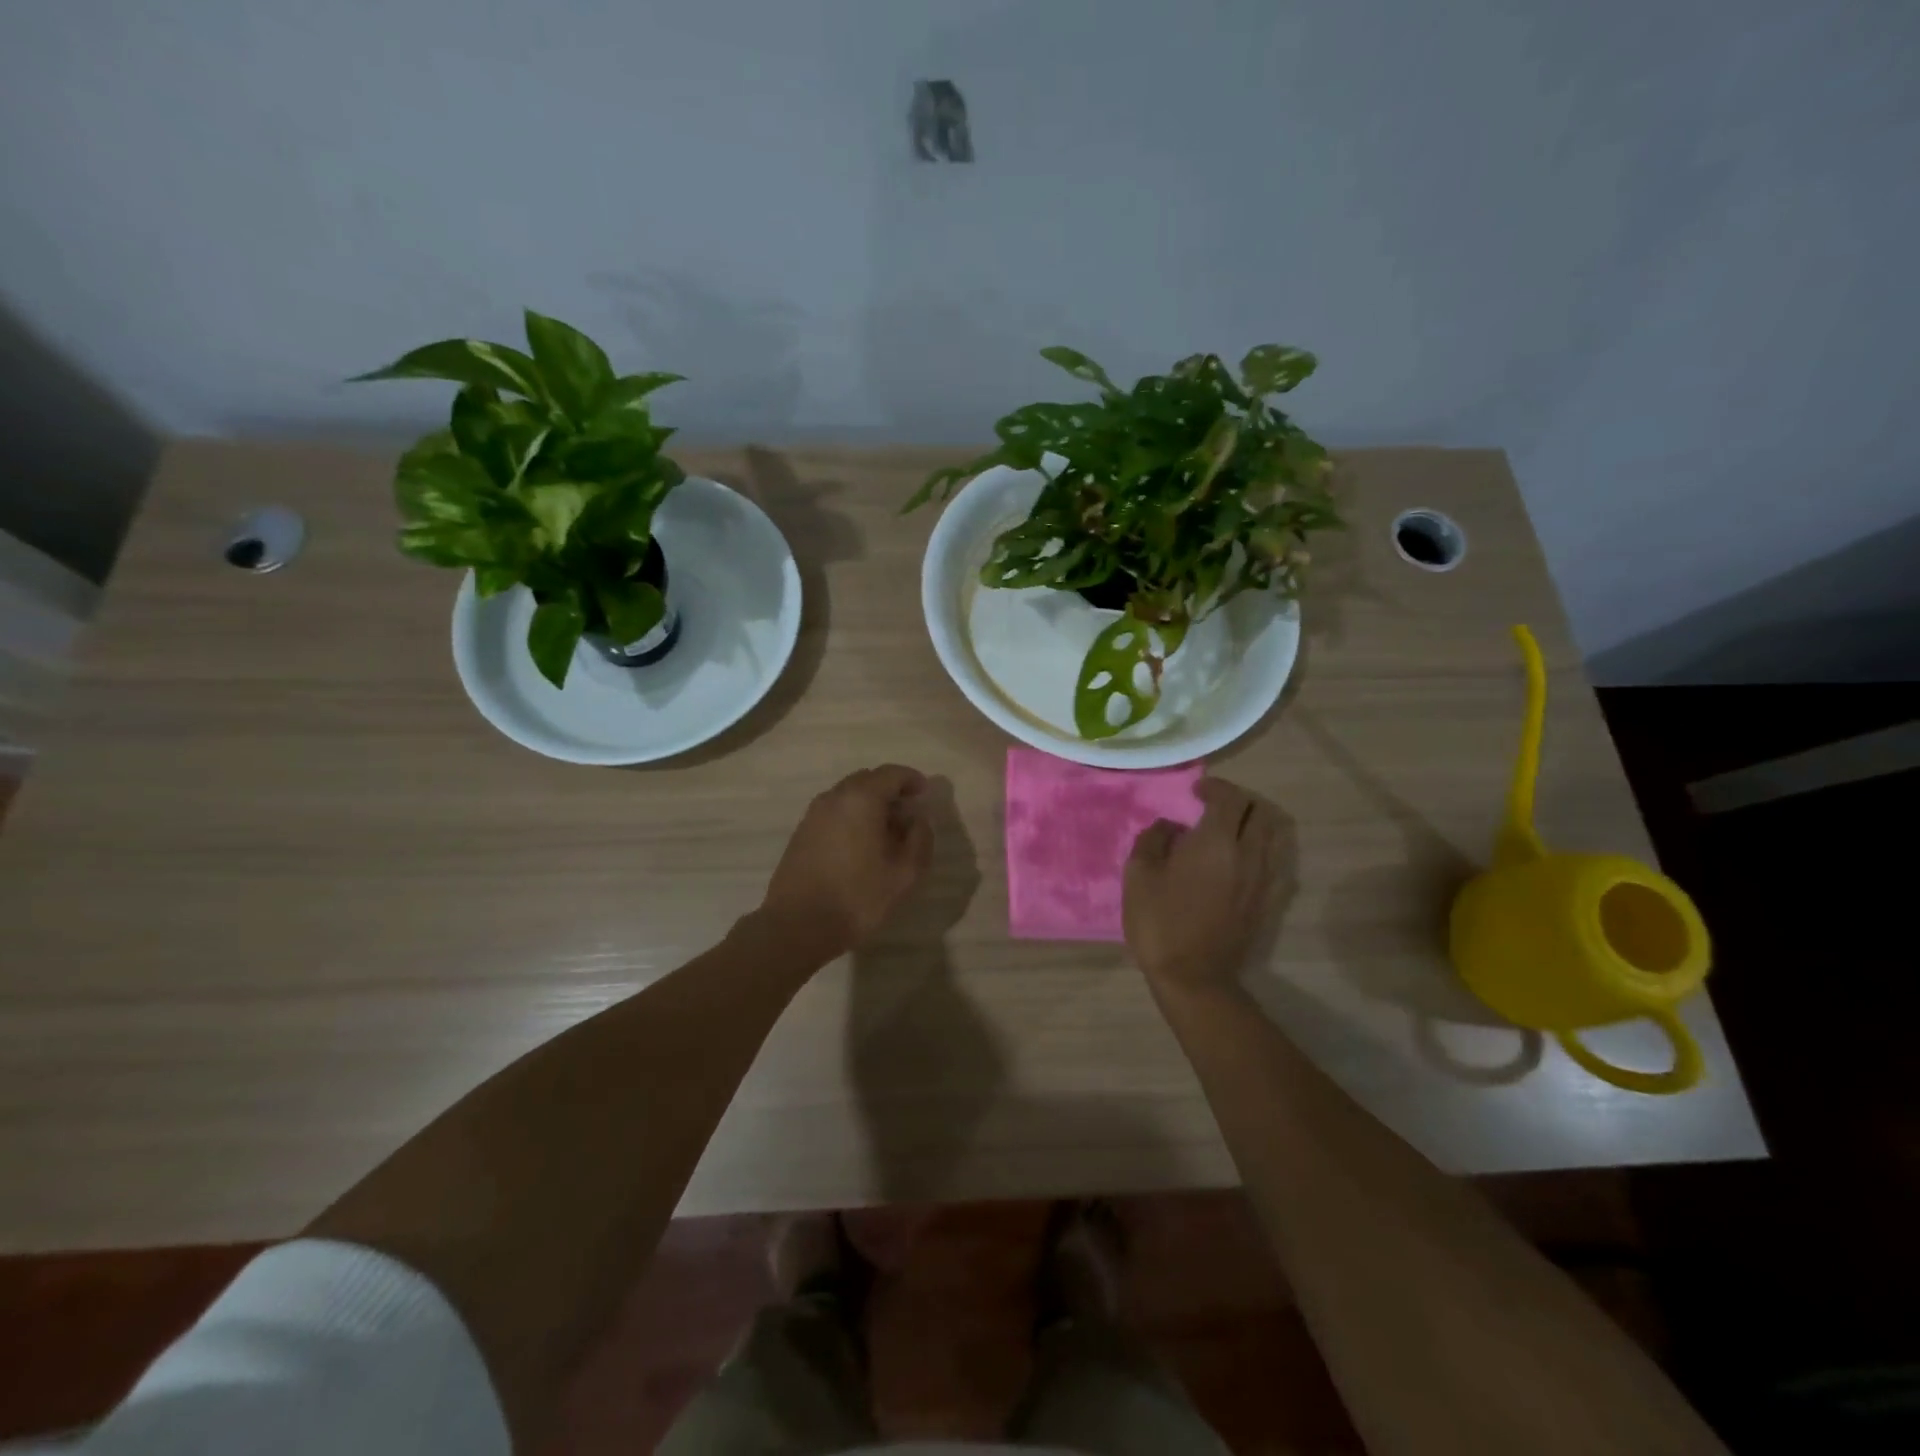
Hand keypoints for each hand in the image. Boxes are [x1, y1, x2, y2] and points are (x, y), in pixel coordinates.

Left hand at [760, 765, 933, 958]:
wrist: (797, 926)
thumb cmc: (857, 898)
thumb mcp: (904, 874)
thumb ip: (920, 839)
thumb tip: (919, 819)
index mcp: (861, 799)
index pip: (892, 773)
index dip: (912, 780)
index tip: (925, 795)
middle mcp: (834, 797)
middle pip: (868, 780)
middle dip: (890, 790)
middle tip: (908, 814)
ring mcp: (813, 814)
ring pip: (848, 795)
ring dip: (870, 804)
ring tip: (886, 832)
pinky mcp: (801, 832)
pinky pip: (833, 811)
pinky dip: (851, 816)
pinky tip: (860, 845)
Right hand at [1123, 778, 1284, 1000]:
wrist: (1194, 976)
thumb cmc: (1160, 921)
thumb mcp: (1139, 874)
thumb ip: (1153, 839)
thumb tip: (1170, 826)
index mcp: (1216, 841)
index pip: (1230, 798)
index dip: (1215, 787)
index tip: (1196, 792)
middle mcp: (1248, 854)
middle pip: (1259, 811)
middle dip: (1238, 801)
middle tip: (1214, 807)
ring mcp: (1263, 879)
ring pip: (1273, 836)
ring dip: (1254, 824)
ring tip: (1230, 831)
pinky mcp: (1268, 902)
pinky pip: (1275, 863)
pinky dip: (1262, 851)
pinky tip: (1241, 861)